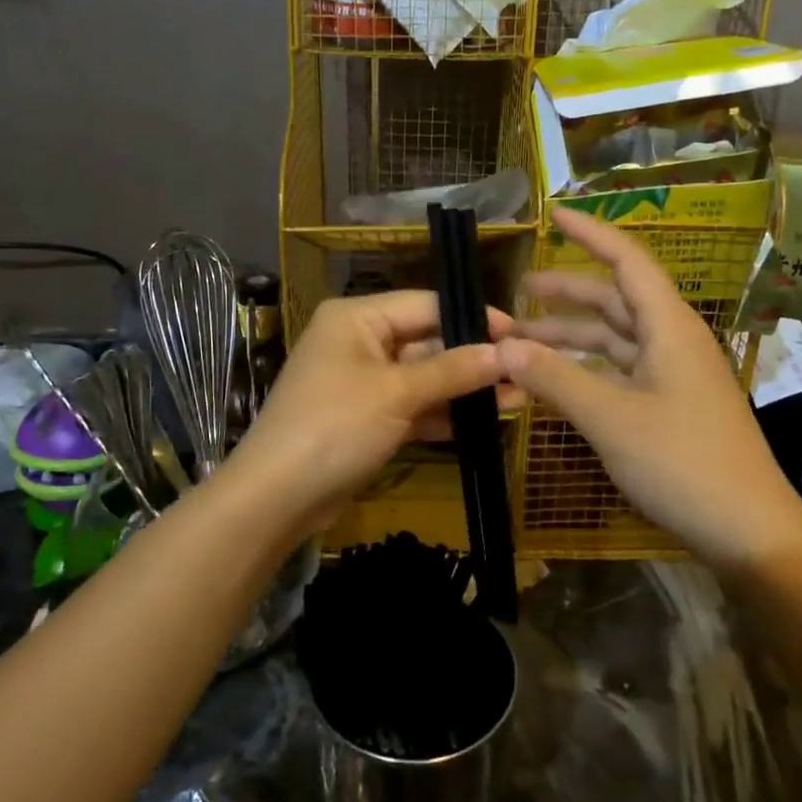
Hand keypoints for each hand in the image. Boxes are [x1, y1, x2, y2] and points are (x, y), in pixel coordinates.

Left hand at [224, 291, 518, 539]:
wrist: (277, 497)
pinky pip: (412, 407)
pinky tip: (484, 421)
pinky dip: (443, 414)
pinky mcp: (367, 419)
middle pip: (427, 341)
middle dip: (473, 360)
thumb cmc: (335, 427)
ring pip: (424, 378)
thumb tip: (506, 351)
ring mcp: (362, 383)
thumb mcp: (397, 394)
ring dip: (464, 390)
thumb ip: (452, 370)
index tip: (520, 334)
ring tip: (518, 398)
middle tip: (525, 372)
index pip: (426, 305)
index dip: (473, 318)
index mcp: (357, 318)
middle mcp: (359, 342)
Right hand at [498, 206, 801, 568]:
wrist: (748, 530)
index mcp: (668, 327)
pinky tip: (553, 381)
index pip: (626, 262)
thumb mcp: (611, 417)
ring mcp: (672, 377)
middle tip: (517, 293)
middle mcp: (671, 342)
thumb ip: (555, 378)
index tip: (552, 215)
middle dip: (566, 294)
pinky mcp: (669, 408)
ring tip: (520, 341)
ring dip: (569, 337)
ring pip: (613, 340)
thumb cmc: (683, 462)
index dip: (590, 234)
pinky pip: (618, 373)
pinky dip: (584, 371)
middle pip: (615, 301)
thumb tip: (502, 347)